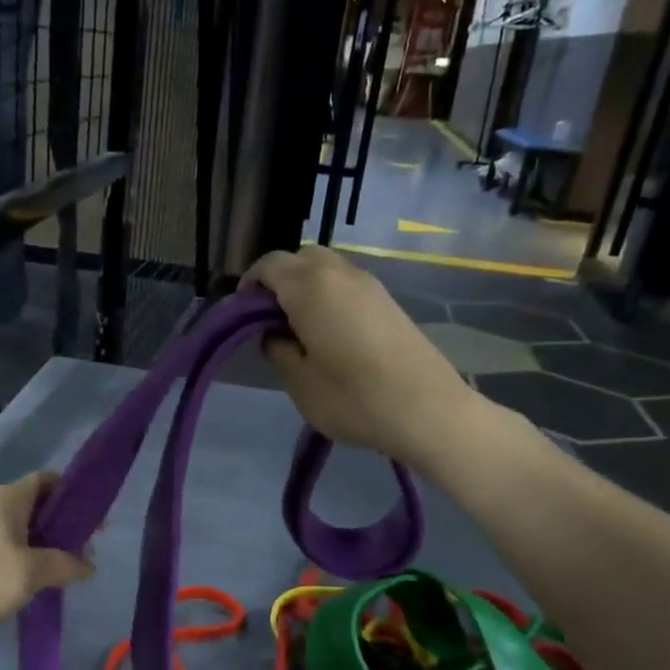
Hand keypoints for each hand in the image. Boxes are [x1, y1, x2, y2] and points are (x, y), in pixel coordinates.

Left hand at [0, 472, 94, 641]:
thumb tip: (89, 564)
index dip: (73, 493)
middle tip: (85, 552)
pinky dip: (23, 564)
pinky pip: (5, 552)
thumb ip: (65, 565)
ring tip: (64, 574)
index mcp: (10, 498)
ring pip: (21, 533)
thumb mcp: (31, 571)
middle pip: (37, 507)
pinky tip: (32, 587)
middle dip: (62, 527)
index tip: (94, 518)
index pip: (48, 479)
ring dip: (43, 549)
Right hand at [241, 246, 469, 463]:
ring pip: (325, 268)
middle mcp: (339, 273)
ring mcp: (369, 284)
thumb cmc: (353, 398)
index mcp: (310, 287)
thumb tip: (274, 334)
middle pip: (298, 258)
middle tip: (269, 320)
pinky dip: (329, 296)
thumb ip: (277, 350)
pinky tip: (329, 333)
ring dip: (305, 287)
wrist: (428, 410)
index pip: (268, 265)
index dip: (249, 286)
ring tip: (299, 329)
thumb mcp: (299, 382)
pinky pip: (346, 284)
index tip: (241, 317)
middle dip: (278, 281)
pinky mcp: (388, 301)